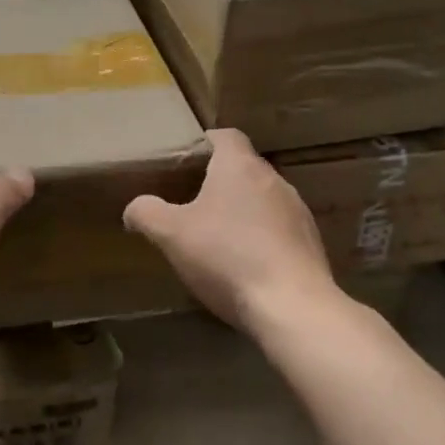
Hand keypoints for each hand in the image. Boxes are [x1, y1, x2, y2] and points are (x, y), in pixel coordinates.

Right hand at [123, 128, 334, 333]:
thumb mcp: (171, 234)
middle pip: (244, 168)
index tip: (185, 160)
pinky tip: (245, 265)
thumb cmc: (227, 257)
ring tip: (218, 236)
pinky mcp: (311, 243)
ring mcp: (298, 212)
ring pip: (263, 200)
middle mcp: (274, 180)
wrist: (293, 308)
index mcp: (240, 166)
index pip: (226, 136)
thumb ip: (146, 213)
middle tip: (192, 201)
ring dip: (242, 211)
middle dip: (219, 181)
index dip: (205, 143)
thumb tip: (133, 208)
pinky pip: (279, 230)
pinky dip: (262, 238)